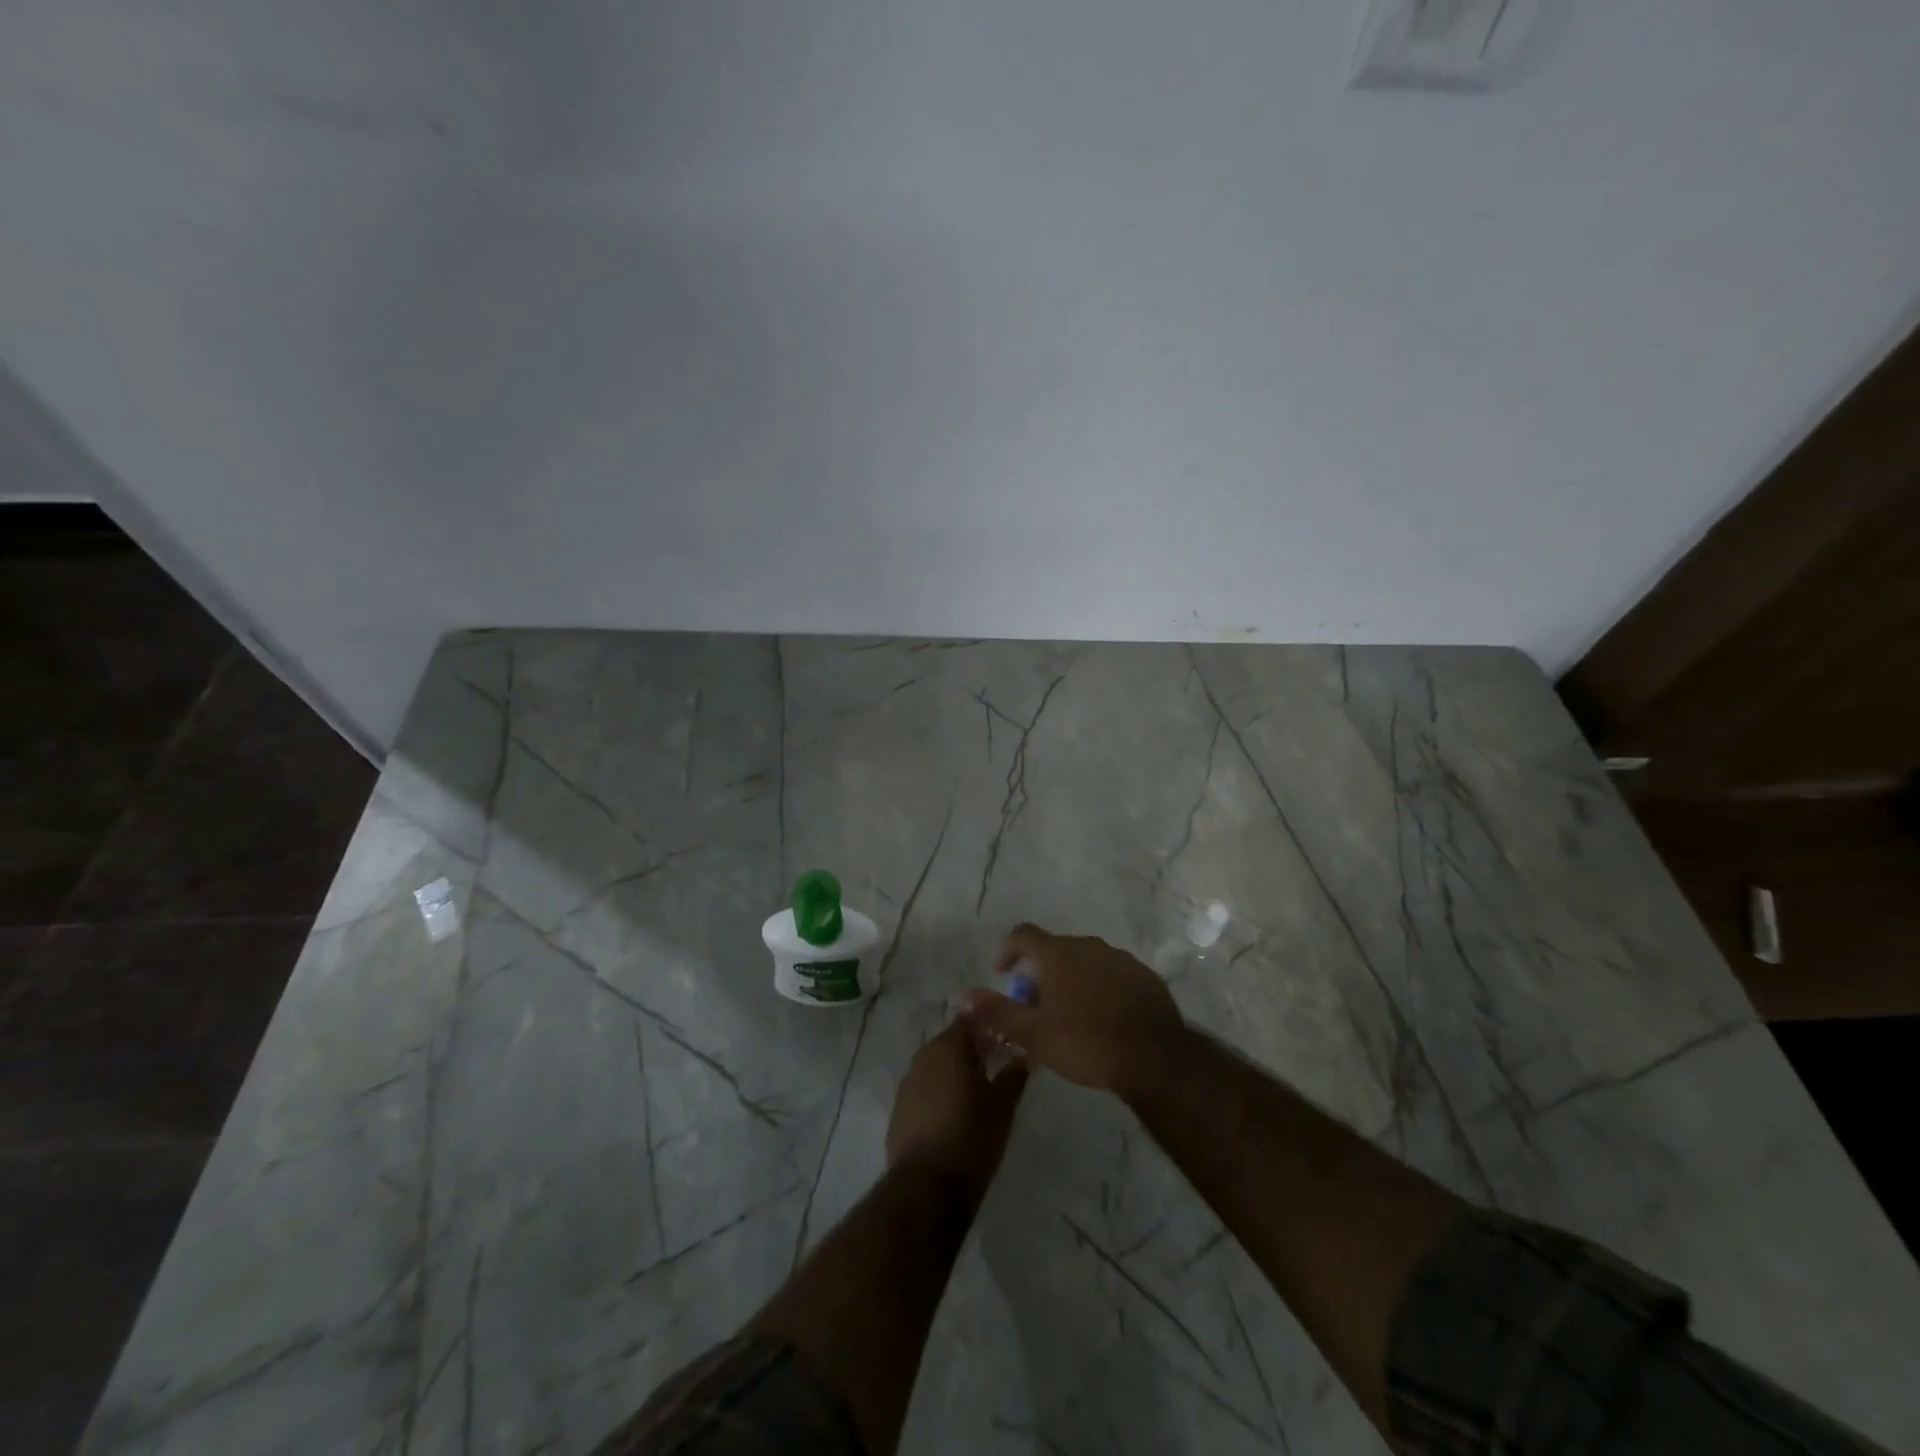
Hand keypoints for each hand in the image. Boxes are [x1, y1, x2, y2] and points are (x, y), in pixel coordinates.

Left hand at [886, 1020, 1027, 1194]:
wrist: (927, 1186)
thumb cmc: (971, 1137)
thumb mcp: (1003, 1107)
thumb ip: (1013, 1076)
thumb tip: (1024, 1057)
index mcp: (949, 1047)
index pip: (969, 1020)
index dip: (988, 1026)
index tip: (1005, 1037)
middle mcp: (924, 1056)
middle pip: (950, 1042)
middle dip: (972, 1049)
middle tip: (995, 1063)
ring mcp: (907, 1082)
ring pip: (936, 1065)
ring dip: (954, 1071)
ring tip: (977, 1089)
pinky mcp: (899, 1108)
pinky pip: (923, 1088)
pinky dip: (939, 1091)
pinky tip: (953, 1111)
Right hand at [957, 923, 1184, 1096]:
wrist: (1155, 1058)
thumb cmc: (1086, 1042)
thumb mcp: (1033, 1034)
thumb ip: (995, 1012)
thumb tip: (959, 996)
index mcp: (1058, 954)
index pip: (1023, 934)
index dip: (1007, 950)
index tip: (1002, 973)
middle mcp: (1088, 946)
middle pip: (1054, 950)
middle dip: (1039, 974)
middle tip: (1034, 1008)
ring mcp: (1120, 958)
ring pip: (1084, 962)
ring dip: (1070, 980)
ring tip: (1067, 1017)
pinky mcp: (1143, 975)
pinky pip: (1111, 974)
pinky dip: (1098, 988)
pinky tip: (1102, 1018)